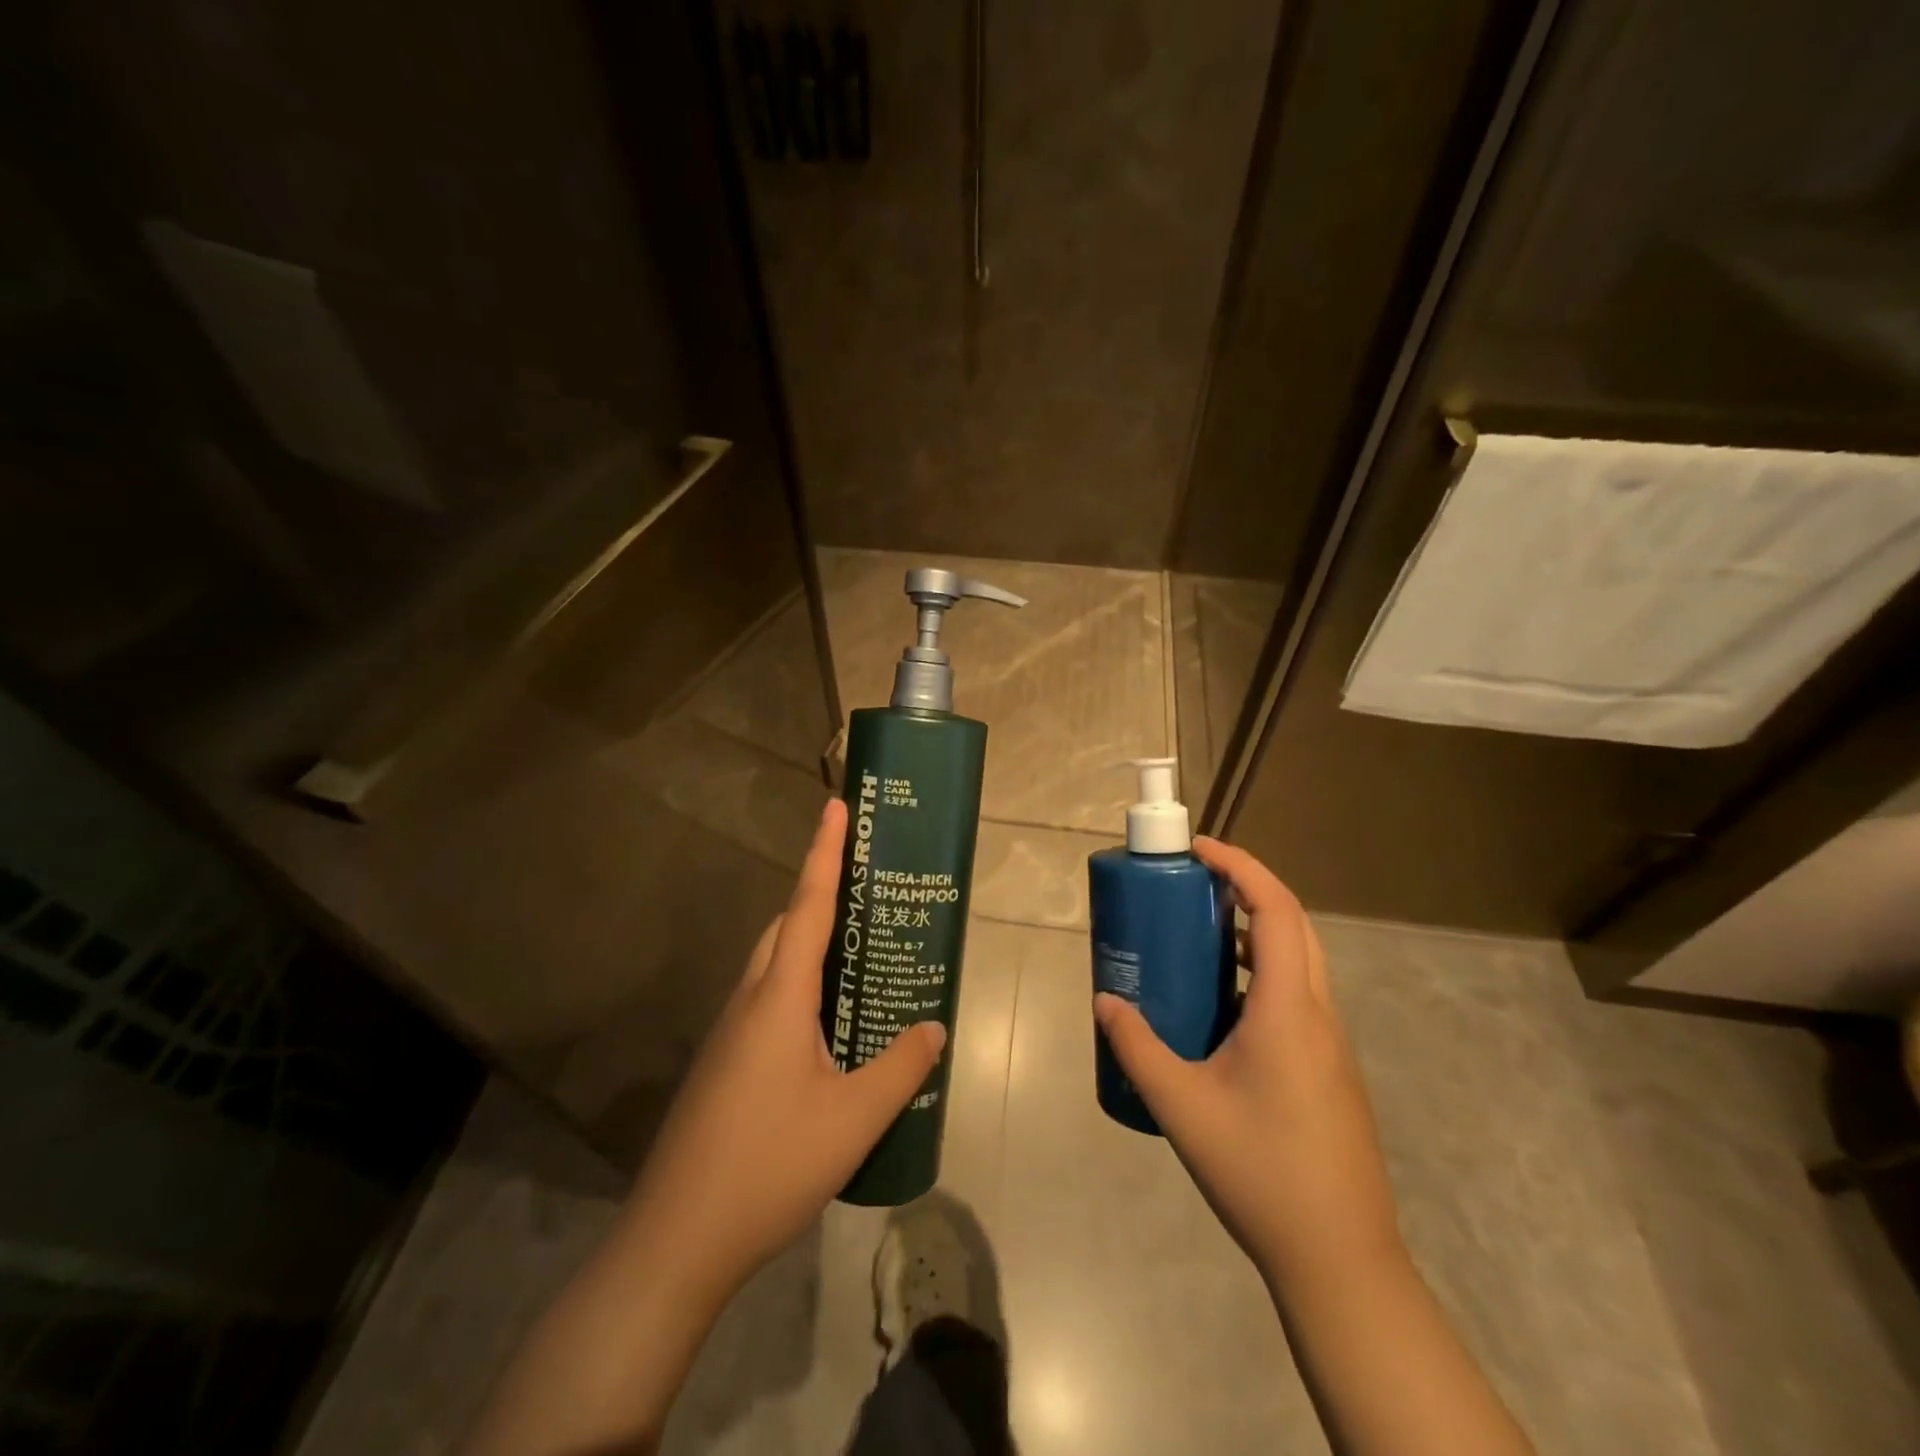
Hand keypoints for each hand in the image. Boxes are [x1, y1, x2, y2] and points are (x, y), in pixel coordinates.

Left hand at [618, 797, 946, 1308]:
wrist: (677, 1239)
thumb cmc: (769, 1164)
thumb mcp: (853, 1118)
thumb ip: (901, 1067)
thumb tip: (934, 1027)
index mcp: (779, 997)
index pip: (808, 905)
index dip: (824, 852)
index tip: (836, 806)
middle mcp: (750, 1001)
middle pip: (786, 928)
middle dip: (820, 895)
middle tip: (867, 891)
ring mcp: (730, 1034)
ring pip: (773, 966)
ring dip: (809, 945)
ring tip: (857, 955)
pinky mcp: (725, 1064)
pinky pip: (767, 1001)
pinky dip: (800, 988)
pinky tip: (828, 1027)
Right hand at [1094, 837, 1399, 1288]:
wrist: (1339, 1258)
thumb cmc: (1260, 1171)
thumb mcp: (1182, 1105)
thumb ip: (1137, 1046)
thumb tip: (1105, 1000)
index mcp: (1288, 1009)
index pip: (1276, 910)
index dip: (1241, 867)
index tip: (1199, 849)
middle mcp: (1318, 1013)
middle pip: (1294, 925)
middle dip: (1248, 888)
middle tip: (1196, 883)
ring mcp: (1330, 1043)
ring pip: (1299, 961)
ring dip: (1255, 932)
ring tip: (1200, 936)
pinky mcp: (1330, 1069)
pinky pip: (1297, 995)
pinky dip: (1261, 974)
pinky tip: (1221, 1009)